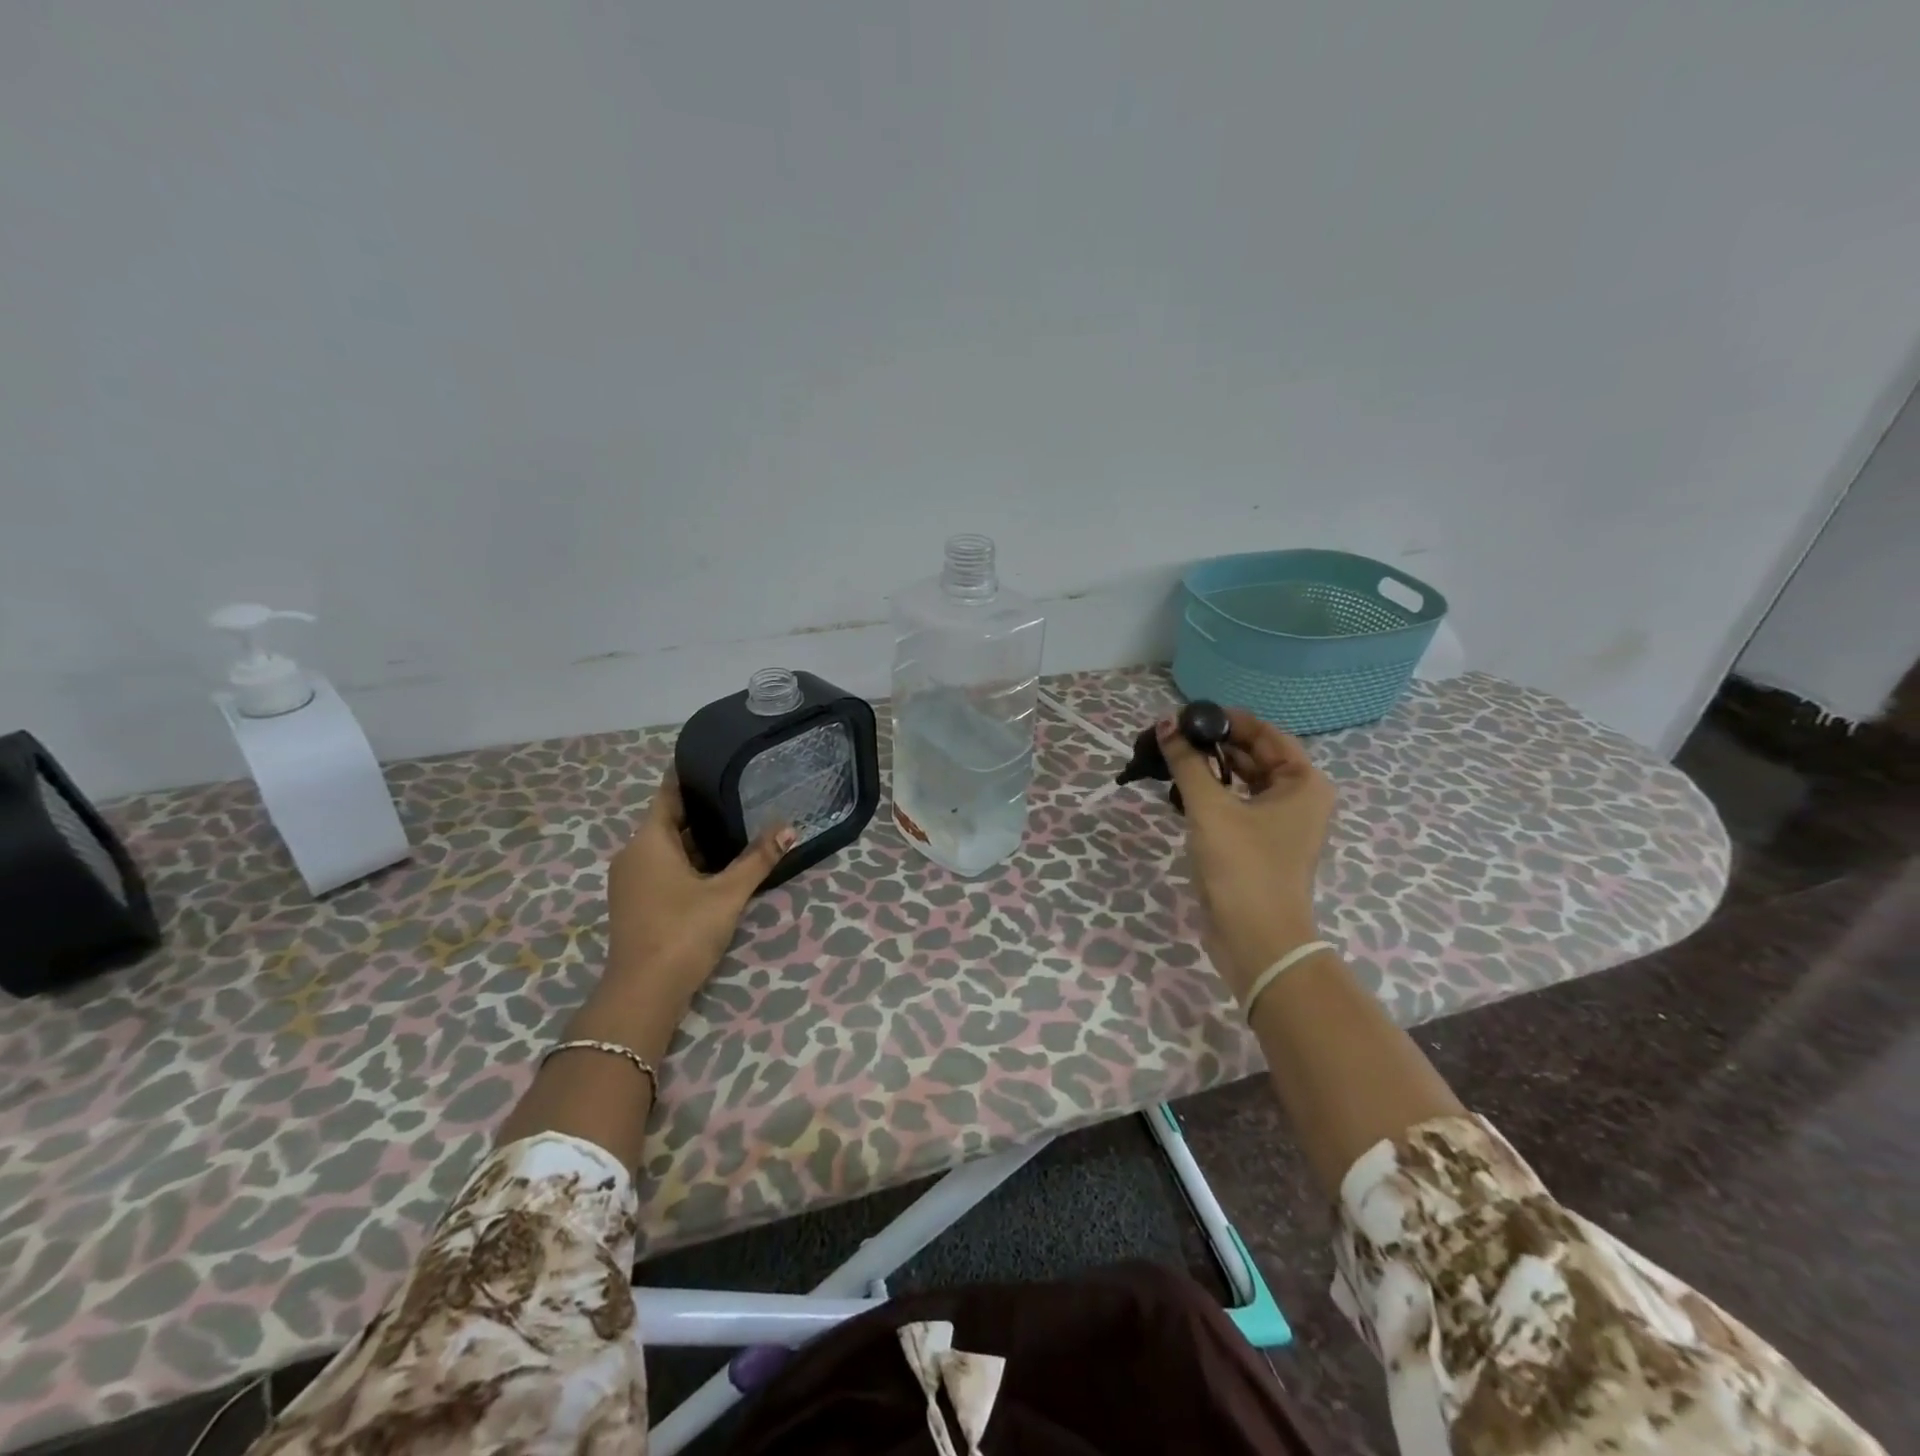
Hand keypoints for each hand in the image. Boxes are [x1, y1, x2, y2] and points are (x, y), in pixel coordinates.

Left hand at [603, 773, 792, 1014]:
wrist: (644, 993)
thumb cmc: (684, 931)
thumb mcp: (728, 893)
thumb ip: (758, 859)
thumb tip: (789, 827)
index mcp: (648, 842)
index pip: (667, 795)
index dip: (687, 777)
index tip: (711, 759)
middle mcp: (633, 855)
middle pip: (668, 821)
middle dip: (701, 809)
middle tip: (738, 791)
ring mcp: (631, 881)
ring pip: (667, 847)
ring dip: (696, 839)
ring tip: (736, 824)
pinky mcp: (637, 903)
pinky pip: (663, 868)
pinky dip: (688, 861)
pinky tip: (718, 864)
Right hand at [1158, 709, 1335, 1001]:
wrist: (1256, 939)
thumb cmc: (1242, 866)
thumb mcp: (1210, 808)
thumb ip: (1187, 762)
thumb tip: (1165, 724)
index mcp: (1303, 783)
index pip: (1266, 733)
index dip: (1228, 720)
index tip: (1190, 713)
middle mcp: (1298, 799)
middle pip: (1254, 756)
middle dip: (1215, 745)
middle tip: (1173, 736)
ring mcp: (1280, 825)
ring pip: (1242, 782)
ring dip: (1210, 770)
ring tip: (1171, 759)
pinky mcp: (1259, 845)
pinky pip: (1236, 806)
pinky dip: (1211, 796)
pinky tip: (1179, 792)